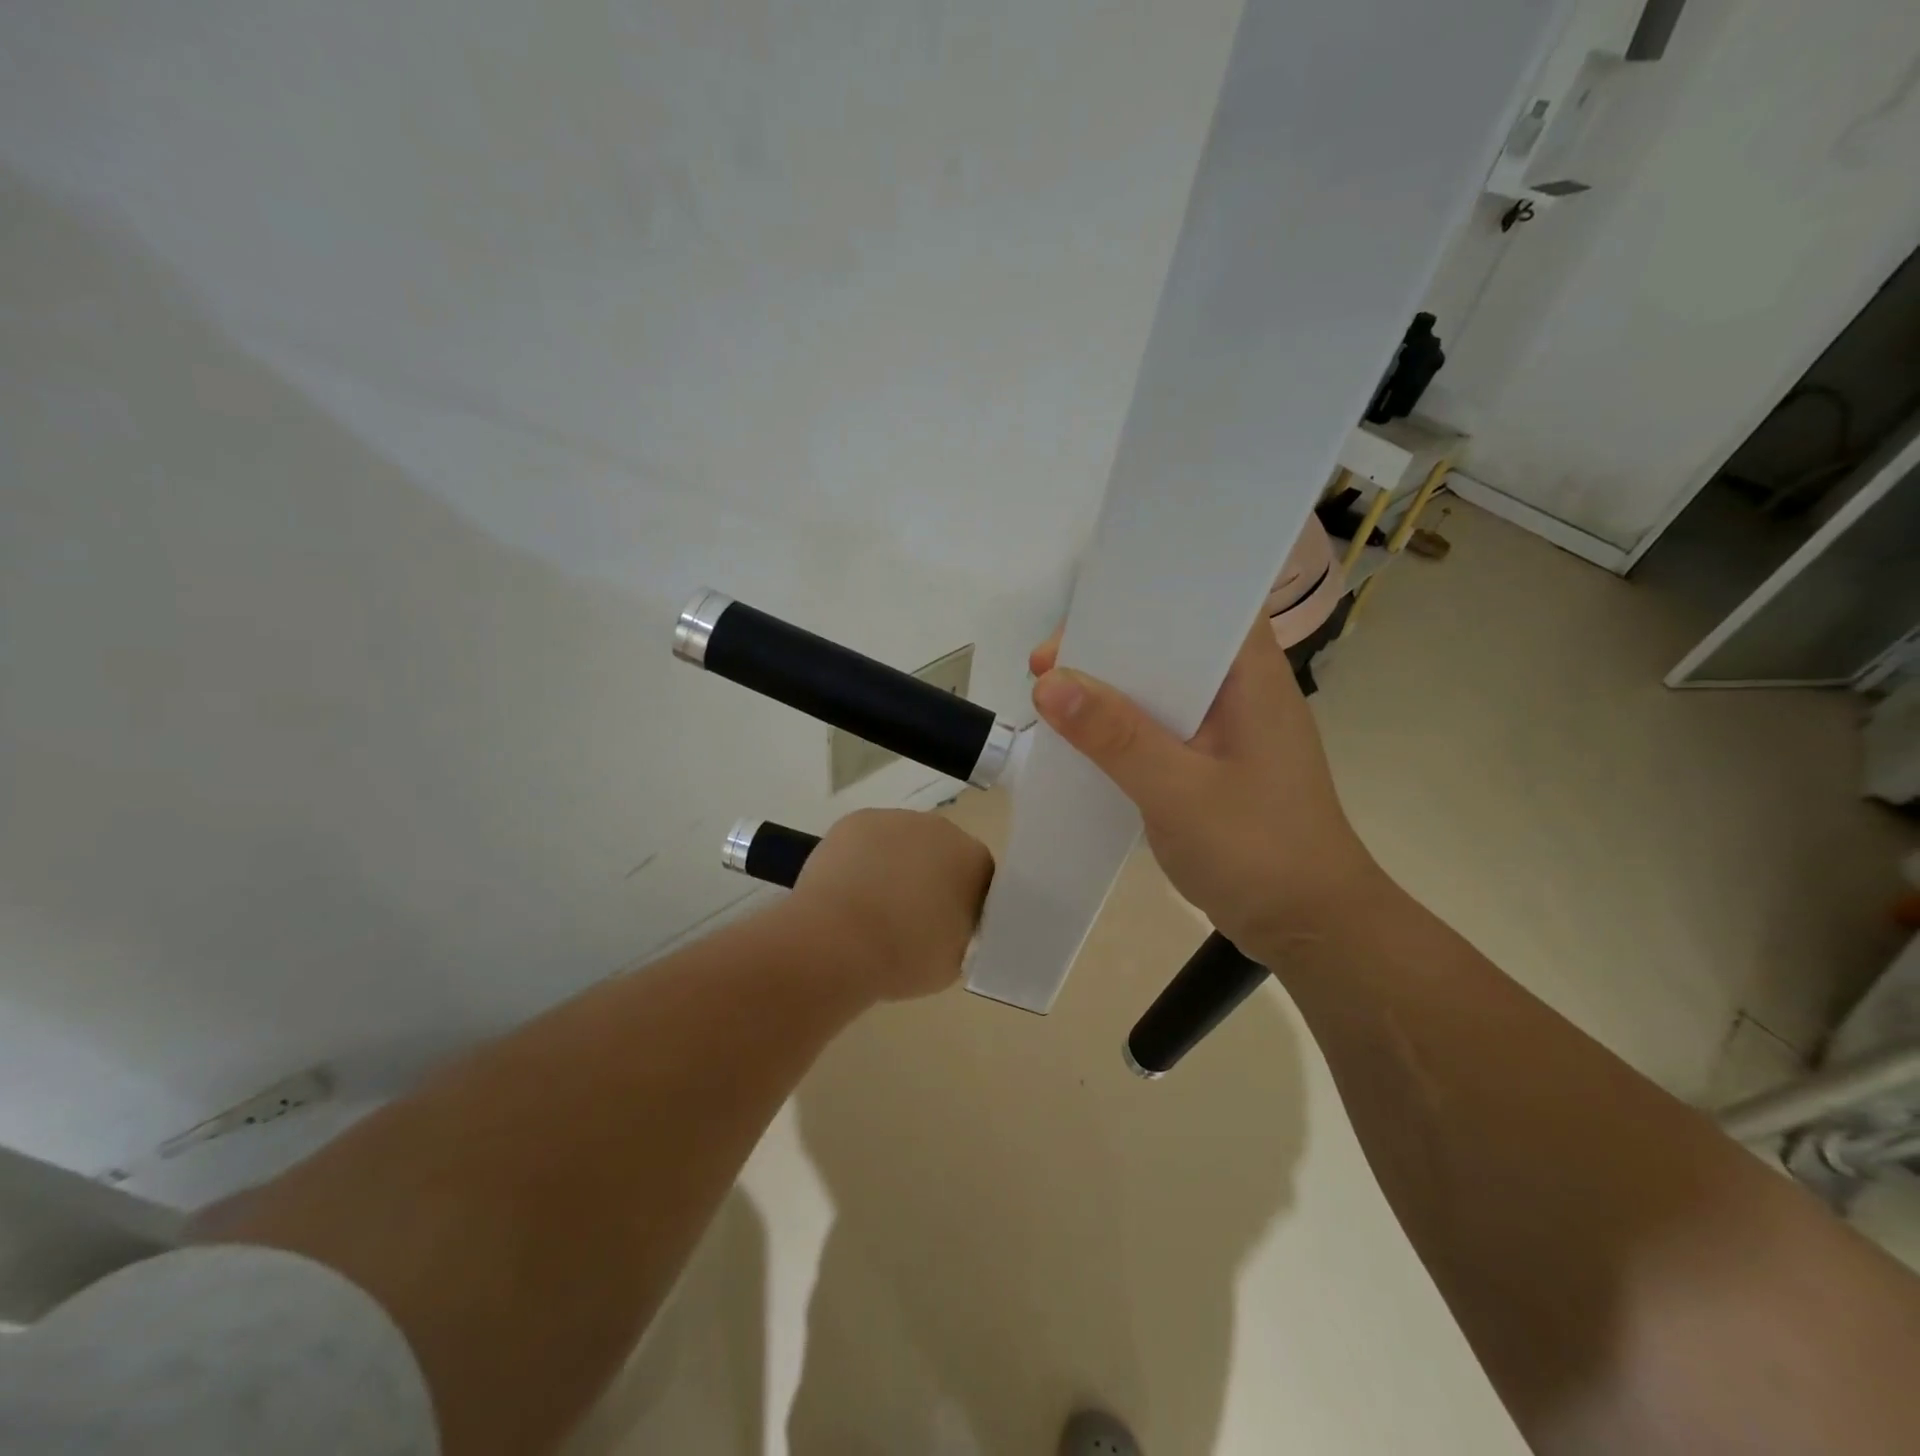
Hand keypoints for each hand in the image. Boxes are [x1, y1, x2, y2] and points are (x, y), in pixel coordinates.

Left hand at [785, 808, 993, 1001]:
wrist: (839, 940)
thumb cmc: (905, 955)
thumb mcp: (954, 960)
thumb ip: (960, 934)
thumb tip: (947, 926)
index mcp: (974, 860)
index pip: (978, 878)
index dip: (962, 902)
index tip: (944, 928)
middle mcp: (941, 829)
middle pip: (940, 852)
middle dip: (928, 877)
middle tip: (907, 917)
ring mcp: (896, 819)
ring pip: (901, 842)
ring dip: (893, 865)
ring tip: (870, 905)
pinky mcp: (856, 820)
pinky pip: (867, 840)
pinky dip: (860, 859)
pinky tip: (847, 890)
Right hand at [1029, 621, 1379, 955]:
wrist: (1310, 926)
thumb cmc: (1258, 851)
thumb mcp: (1179, 791)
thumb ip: (1116, 736)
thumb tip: (1048, 683)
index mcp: (1252, 677)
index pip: (1200, 603)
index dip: (1137, 600)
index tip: (1075, 624)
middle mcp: (1243, 690)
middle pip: (1170, 643)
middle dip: (1108, 648)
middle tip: (1045, 667)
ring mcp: (1230, 728)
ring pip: (1162, 687)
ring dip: (1112, 690)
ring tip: (1053, 699)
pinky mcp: (1216, 762)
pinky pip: (1162, 726)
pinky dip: (1124, 727)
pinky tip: (1086, 741)